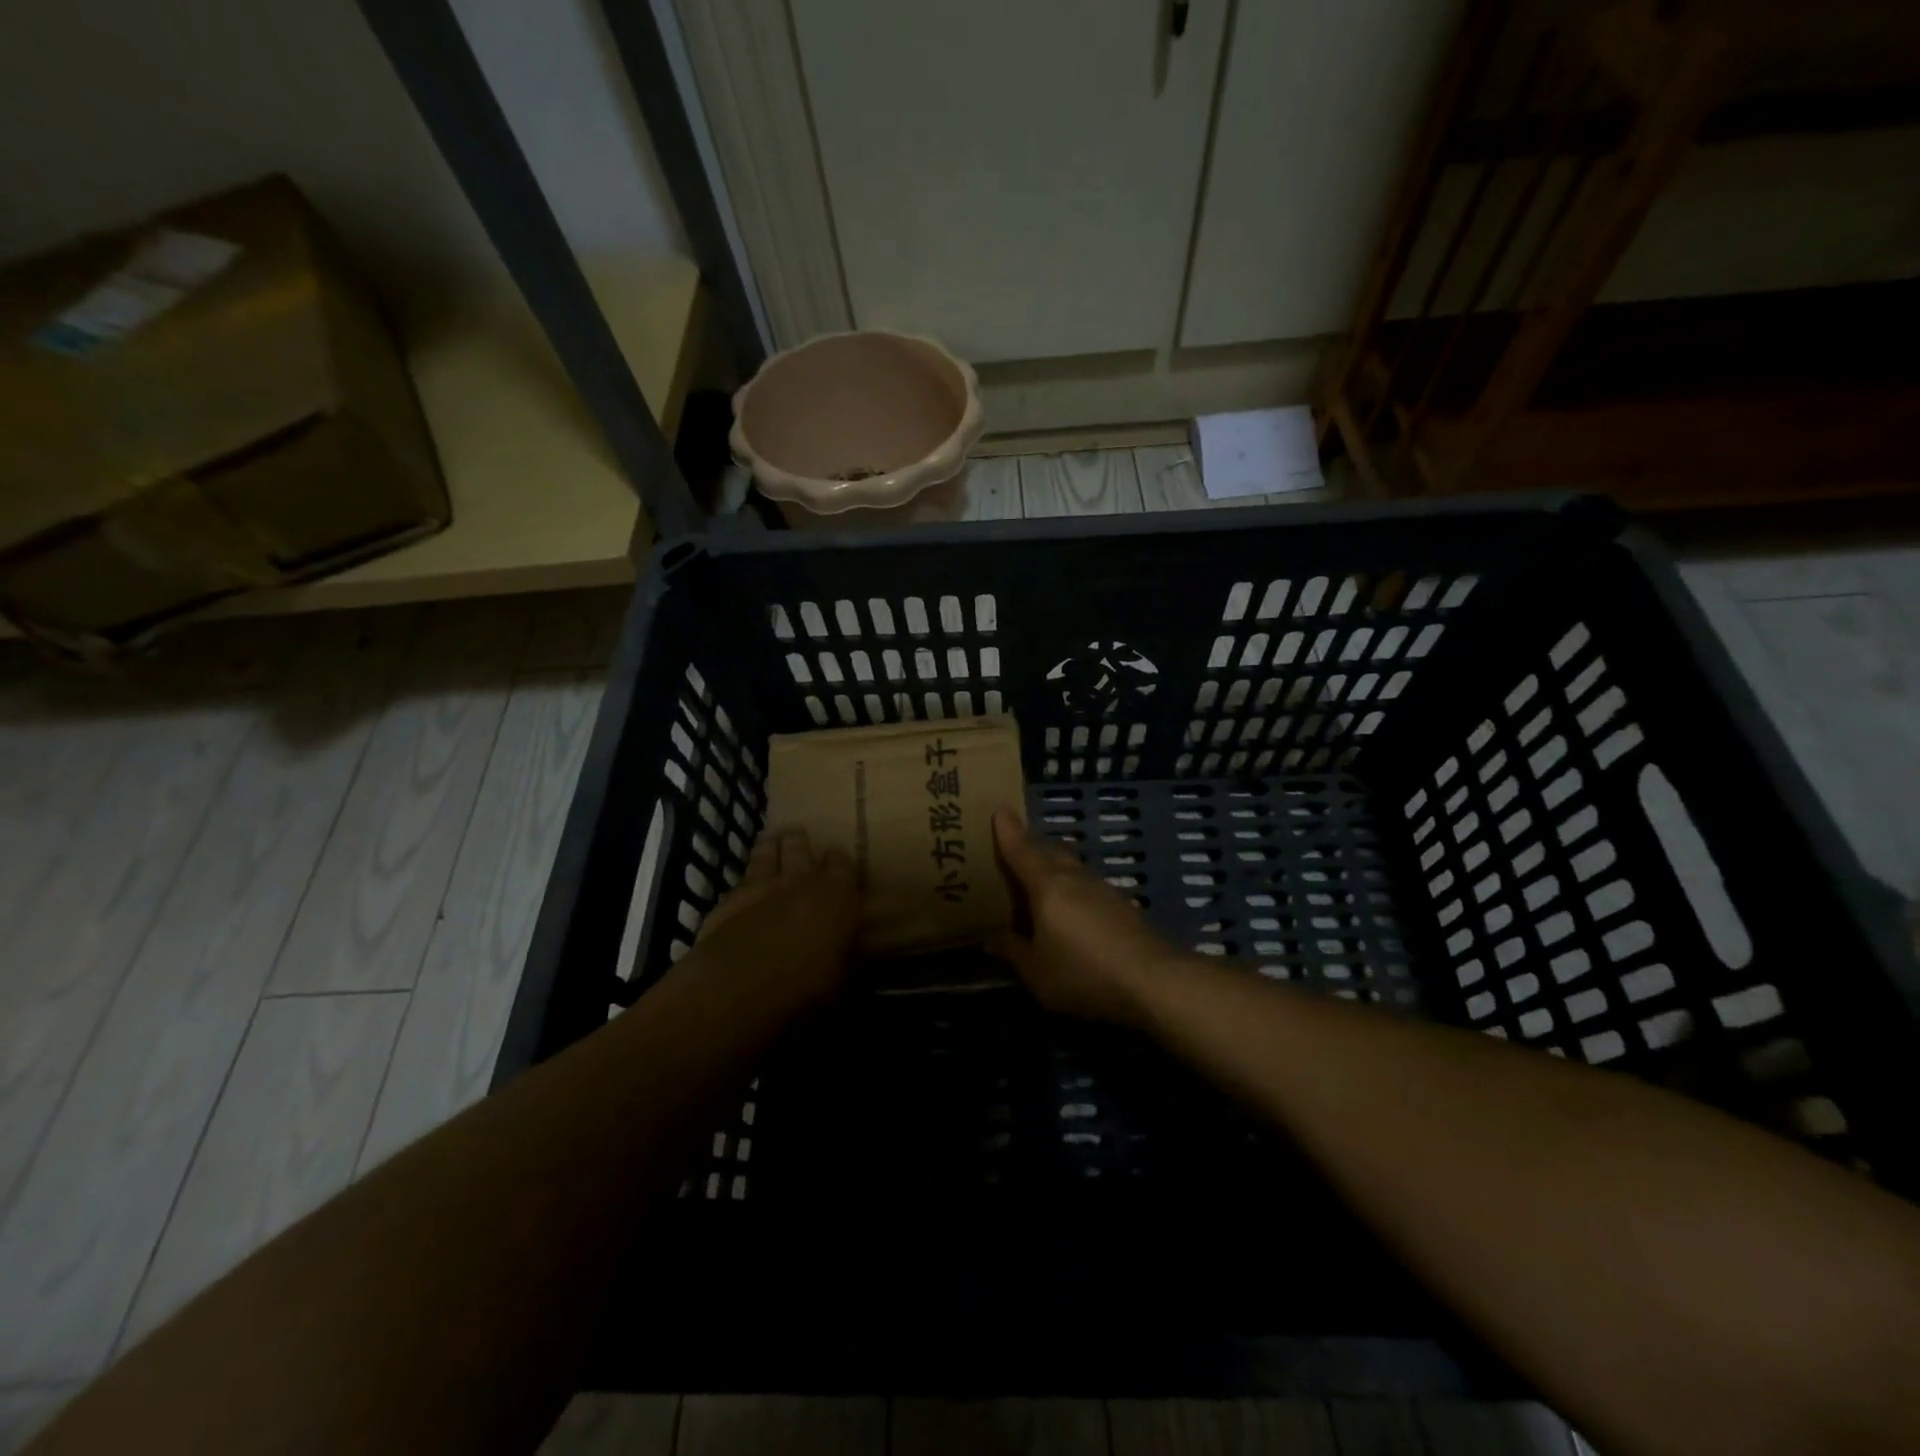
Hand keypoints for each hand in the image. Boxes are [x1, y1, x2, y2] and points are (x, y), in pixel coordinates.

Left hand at [696, 827, 859, 1011]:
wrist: (738, 989)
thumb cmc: (805, 986)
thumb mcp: (843, 980)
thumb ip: (847, 956)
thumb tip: (854, 953)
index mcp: (836, 893)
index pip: (843, 862)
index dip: (840, 861)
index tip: (839, 865)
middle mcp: (799, 880)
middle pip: (799, 845)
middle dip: (799, 841)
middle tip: (798, 838)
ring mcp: (758, 886)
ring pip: (765, 853)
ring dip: (769, 847)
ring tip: (771, 842)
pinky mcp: (726, 902)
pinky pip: (738, 882)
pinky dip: (744, 884)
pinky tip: (742, 889)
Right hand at [990, 806, 1176, 1025]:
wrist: (1154, 982)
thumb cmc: (1083, 973)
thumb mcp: (1036, 972)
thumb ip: (1012, 951)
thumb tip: (990, 937)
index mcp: (1047, 886)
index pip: (1022, 850)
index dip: (1008, 831)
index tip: (1000, 809)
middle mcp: (1075, 878)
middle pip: (1050, 851)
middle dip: (1032, 847)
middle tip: (1016, 851)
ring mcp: (1104, 890)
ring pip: (1073, 867)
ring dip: (1055, 867)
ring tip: (1042, 881)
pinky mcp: (1124, 906)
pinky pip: (1089, 886)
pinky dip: (1074, 888)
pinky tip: (1074, 910)